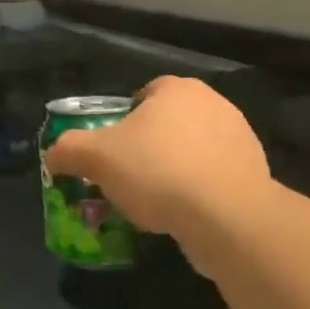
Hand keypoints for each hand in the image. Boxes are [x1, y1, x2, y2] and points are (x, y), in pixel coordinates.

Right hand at [43, 77, 269, 245]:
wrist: (228, 218)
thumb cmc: (157, 171)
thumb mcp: (96, 157)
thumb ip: (68, 150)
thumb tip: (53, 155)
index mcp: (178, 89)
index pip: (144, 94)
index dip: (123, 121)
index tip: (113, 150)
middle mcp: (214, 105)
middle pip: (168, 124)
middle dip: (148, 147)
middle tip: (128, 178)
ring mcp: (241, 139)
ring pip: (192, 152)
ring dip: (174, 171)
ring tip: (154, 204)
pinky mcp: (256, 175)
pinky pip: (215, 179)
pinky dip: (198, 193)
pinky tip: (184, 216)